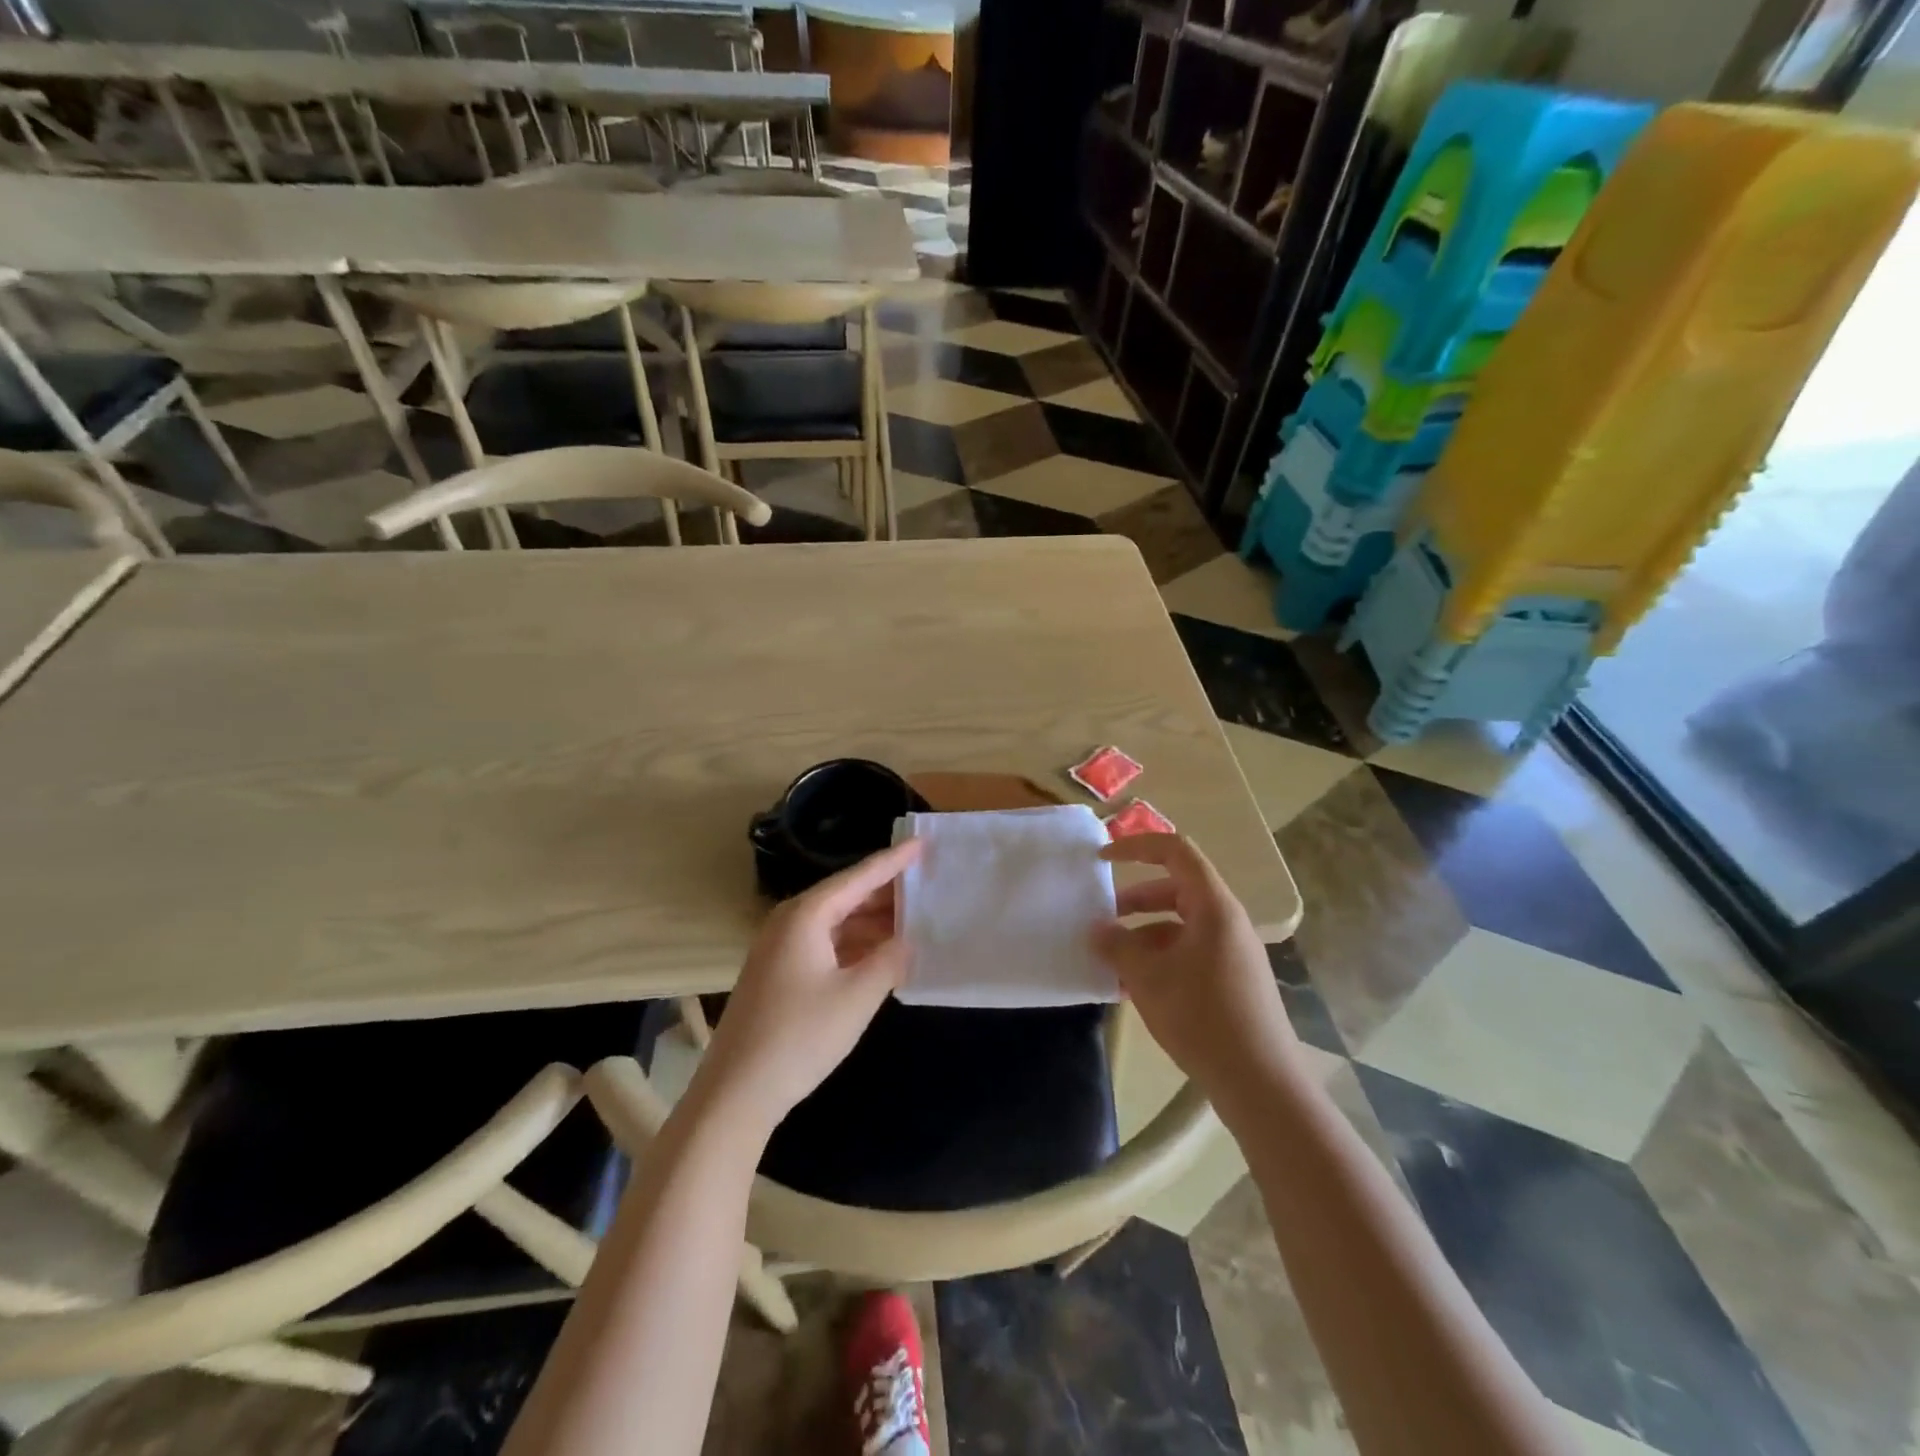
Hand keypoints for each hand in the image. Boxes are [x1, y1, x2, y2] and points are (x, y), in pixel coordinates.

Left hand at [697, 839, 921, 1132]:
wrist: (737, 1092)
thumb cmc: (800, 1037)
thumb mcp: (857, 997)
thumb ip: (890, 960)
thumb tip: (909, 940)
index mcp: (806, 916)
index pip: (858, 877)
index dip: (893, 861)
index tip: (923, 843)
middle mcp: (790, 922)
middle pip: (846, 895)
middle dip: (887, 892)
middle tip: (928, 885)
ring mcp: (781, 948)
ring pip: (837, 922)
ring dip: (873, 921)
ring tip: (915, 918)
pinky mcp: (780, 974)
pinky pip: (826, 944)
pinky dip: (856, 944)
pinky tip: (883, 954)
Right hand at [1092, 834, 1299, 1109]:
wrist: (1260, 1083)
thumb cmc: (1202, 1017)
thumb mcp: (1148, 978)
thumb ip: (1117, 946)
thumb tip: (1096, 930)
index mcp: (1213, 906)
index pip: (1175, 852)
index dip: (1136, 846)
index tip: (1102, 859)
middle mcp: (1226, 921)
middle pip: (1176, 889)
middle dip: (1135, 900)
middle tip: (1102, 918)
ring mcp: (1232, 951)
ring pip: (1180, 925)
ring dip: (1144, 934)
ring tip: (1112, 961)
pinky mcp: (1232, 979)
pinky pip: (1189, 952)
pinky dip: (1160, 958)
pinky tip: (1134, 989)